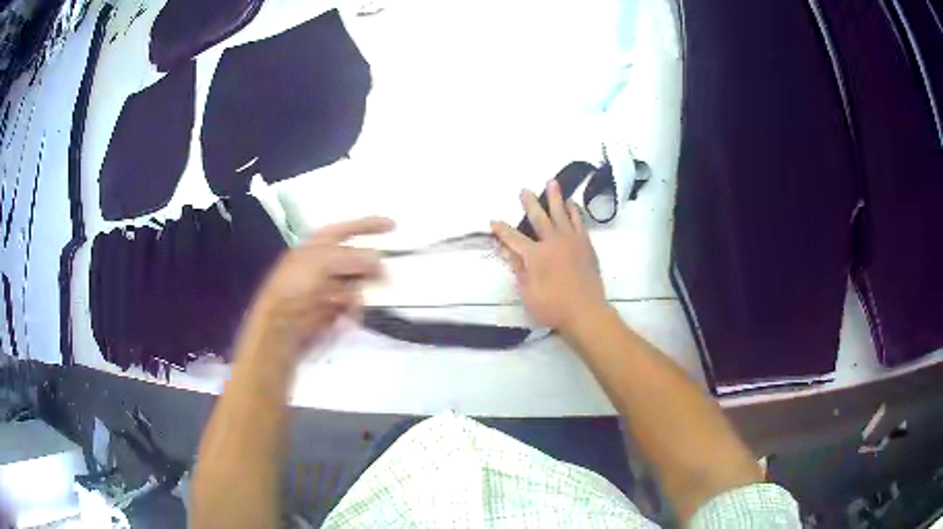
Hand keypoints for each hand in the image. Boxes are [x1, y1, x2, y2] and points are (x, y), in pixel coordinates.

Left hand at [248, 216, 393, 358]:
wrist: (280, 330)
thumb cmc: (295, 288)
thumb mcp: (322, 263)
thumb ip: (353, 258)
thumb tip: (380, 263)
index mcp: (317, 246)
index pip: (346, 230)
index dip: (368, 225)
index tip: (394, 226)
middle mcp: (324, 264)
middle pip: (357, 257)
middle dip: (372, 263)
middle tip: (387, 271)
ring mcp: (329, 288)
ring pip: (358, 282)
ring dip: (365, 288)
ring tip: (365, 295)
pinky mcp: (333, 310)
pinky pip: (354, 304)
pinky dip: (356, 308)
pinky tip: (348, 314)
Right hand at [491, 181, 607, 330]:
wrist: (586, 311)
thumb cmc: (552, 306)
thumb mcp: (527, 291)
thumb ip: (517, 267)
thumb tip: (504, 249)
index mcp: (535, 255)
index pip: (514, 238)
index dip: (502, 230)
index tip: (493, 221)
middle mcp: (553, 242)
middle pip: (539, 217)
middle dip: (530, 203)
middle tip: (524, 190)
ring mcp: (572, 241)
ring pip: (562, 213)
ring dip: (555, 197)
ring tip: (552, 183)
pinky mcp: (586, 245)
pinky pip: (579, 222)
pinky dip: (574, 211)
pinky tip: (571, 204)